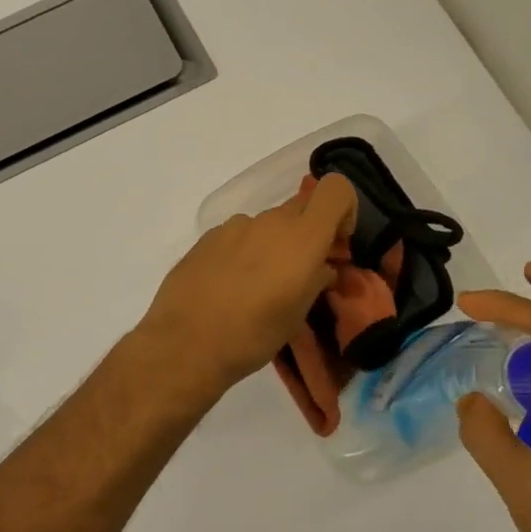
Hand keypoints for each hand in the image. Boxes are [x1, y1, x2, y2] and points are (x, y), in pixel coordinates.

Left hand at [133, 173, 358, 404]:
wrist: (186, 342)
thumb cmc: (253, 334)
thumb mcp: (297, 315)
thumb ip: (316, 281)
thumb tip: (323, 268)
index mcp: (301, 237)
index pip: (335, 189)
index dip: (344, 209)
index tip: (335, 244)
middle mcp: (270, 221)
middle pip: (301, 208)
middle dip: (308, 233)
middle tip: (300, 272)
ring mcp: (235, 226)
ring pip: (268, 225)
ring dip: (273, 245)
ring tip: (259, 287)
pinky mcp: (208, 237)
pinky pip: (239, 235)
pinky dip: (245, 252)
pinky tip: (230, 286)